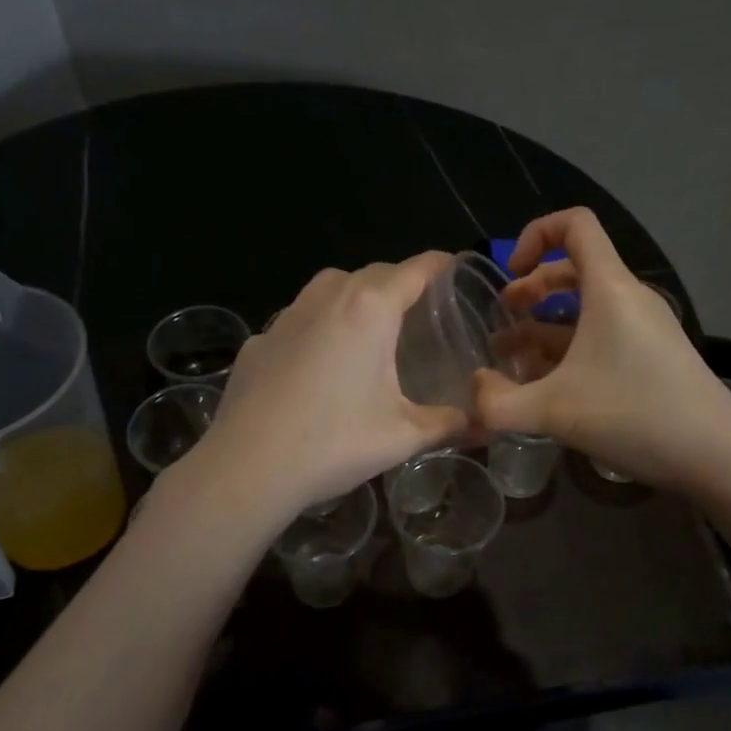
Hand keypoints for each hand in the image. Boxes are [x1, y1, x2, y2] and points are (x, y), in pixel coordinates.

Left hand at [183, 254, 469, 520]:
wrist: (247, 466)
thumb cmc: (334, 443)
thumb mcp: (403, 437)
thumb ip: (449, 423)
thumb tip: (484, 424)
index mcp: (369, 310)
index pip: (415, 269)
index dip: (440, 264)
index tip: (456, 268)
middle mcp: (327, 298)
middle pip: (373, 273)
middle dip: (399, 282)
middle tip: (420, 309)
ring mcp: (286, 316)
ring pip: (330, 287)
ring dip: (355, 296)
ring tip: (370, 328)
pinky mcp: (258, 341)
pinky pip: (298, 318)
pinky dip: (318, 326)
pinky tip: (319, 363)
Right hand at [474, 209, 730, 489]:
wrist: (718, 455)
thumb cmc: (635, 414)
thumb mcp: (552, 411)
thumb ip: (498, 403)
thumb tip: (472, 391)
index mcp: (609, 288)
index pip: (575, 224)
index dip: (534, 234)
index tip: (510, 273)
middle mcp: (628, 299)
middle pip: (574, 269)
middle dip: (531, 288)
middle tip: (502, 319)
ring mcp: (644, 329)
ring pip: (585, 308)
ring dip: (545, 324)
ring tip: (512, 357)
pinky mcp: (651, 357)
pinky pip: (601, 336)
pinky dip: (569, 348)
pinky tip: (547, 385)